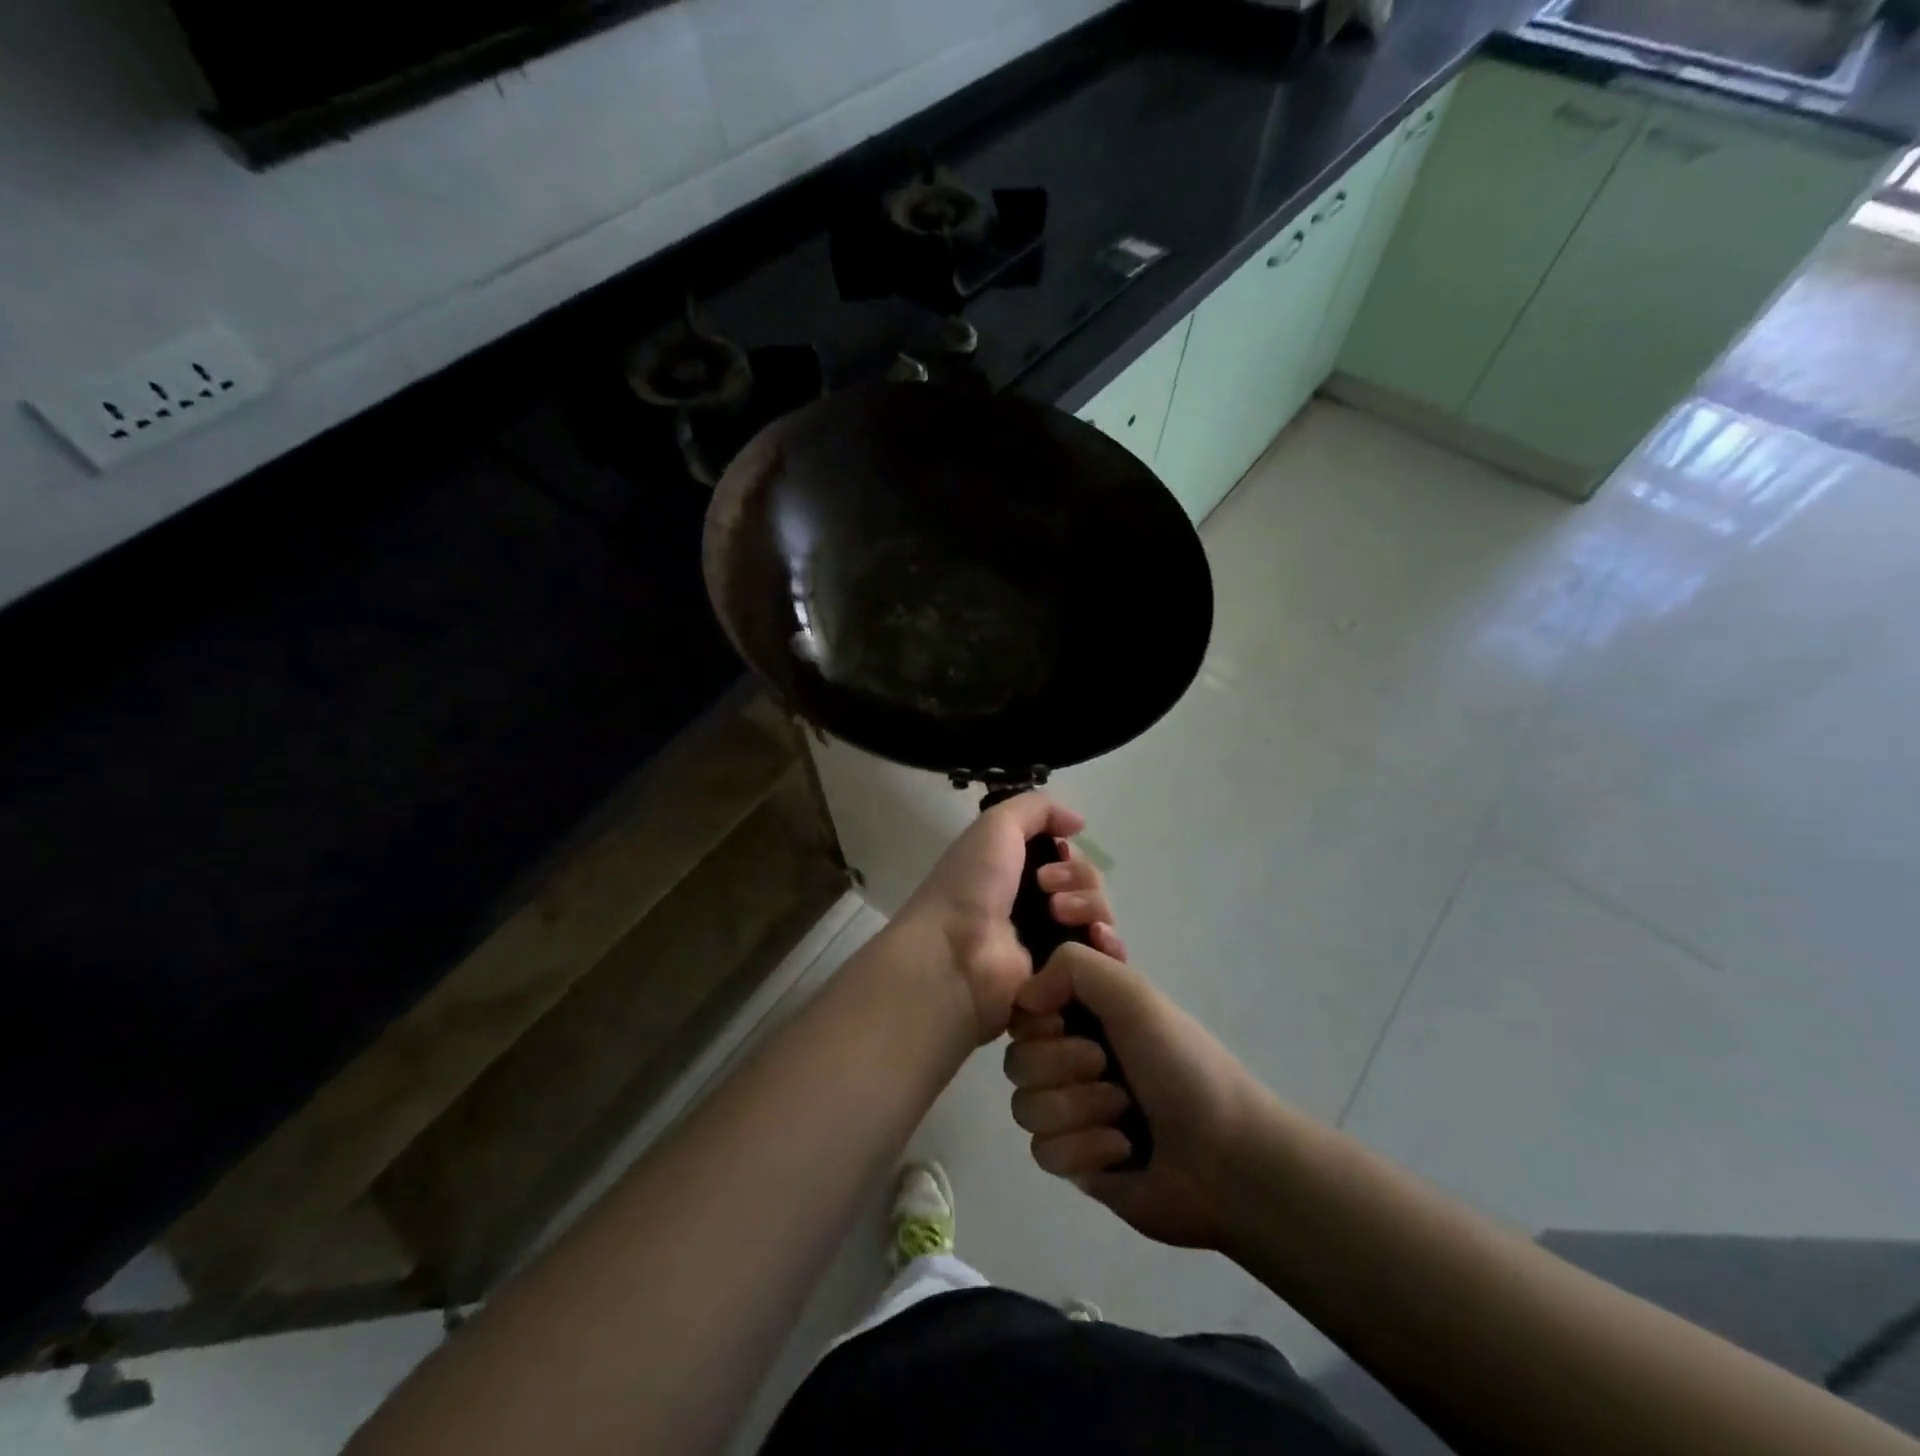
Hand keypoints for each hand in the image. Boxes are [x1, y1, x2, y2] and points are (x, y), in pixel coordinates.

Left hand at [895, 794, 1124, 1044]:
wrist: (955, 952)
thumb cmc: (971, 884)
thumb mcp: (997, 825)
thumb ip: (1038, 808)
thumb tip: (1078, 823)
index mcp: (1018, 871)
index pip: (1069, 859)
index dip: (1071, 855)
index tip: (1058, 854)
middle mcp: (1036, 905)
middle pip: (1088, 885)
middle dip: (1080, 879)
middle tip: (1047, 890)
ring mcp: (1050, 945)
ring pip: (1099, 918)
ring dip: (1091, 908)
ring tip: (1061, 916)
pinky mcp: (1063, 979)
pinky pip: (1104, 961)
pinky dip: (1109, 947)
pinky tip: (1096, 940)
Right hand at [1004, 943, 1263, 1251]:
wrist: (1226, 1160)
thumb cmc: (1181, 1065)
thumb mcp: (1132, 993)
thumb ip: (1072, 965)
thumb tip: (1025, 997)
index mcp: (1084, 1011)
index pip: (1022, 1007)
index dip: (1038, 1017)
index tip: (1065, 1019)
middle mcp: (1071, 1054)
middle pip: (1017, 1058)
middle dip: (1063, 1066)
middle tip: (1107, 1068)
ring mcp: (1070, 1109)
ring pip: (1024, 1106)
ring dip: (1078, 1109)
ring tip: (1123, 1115)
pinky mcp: (1073, 1159)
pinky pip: (1044, 1152)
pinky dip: (1086, 1150)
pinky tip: (1121, 1150)